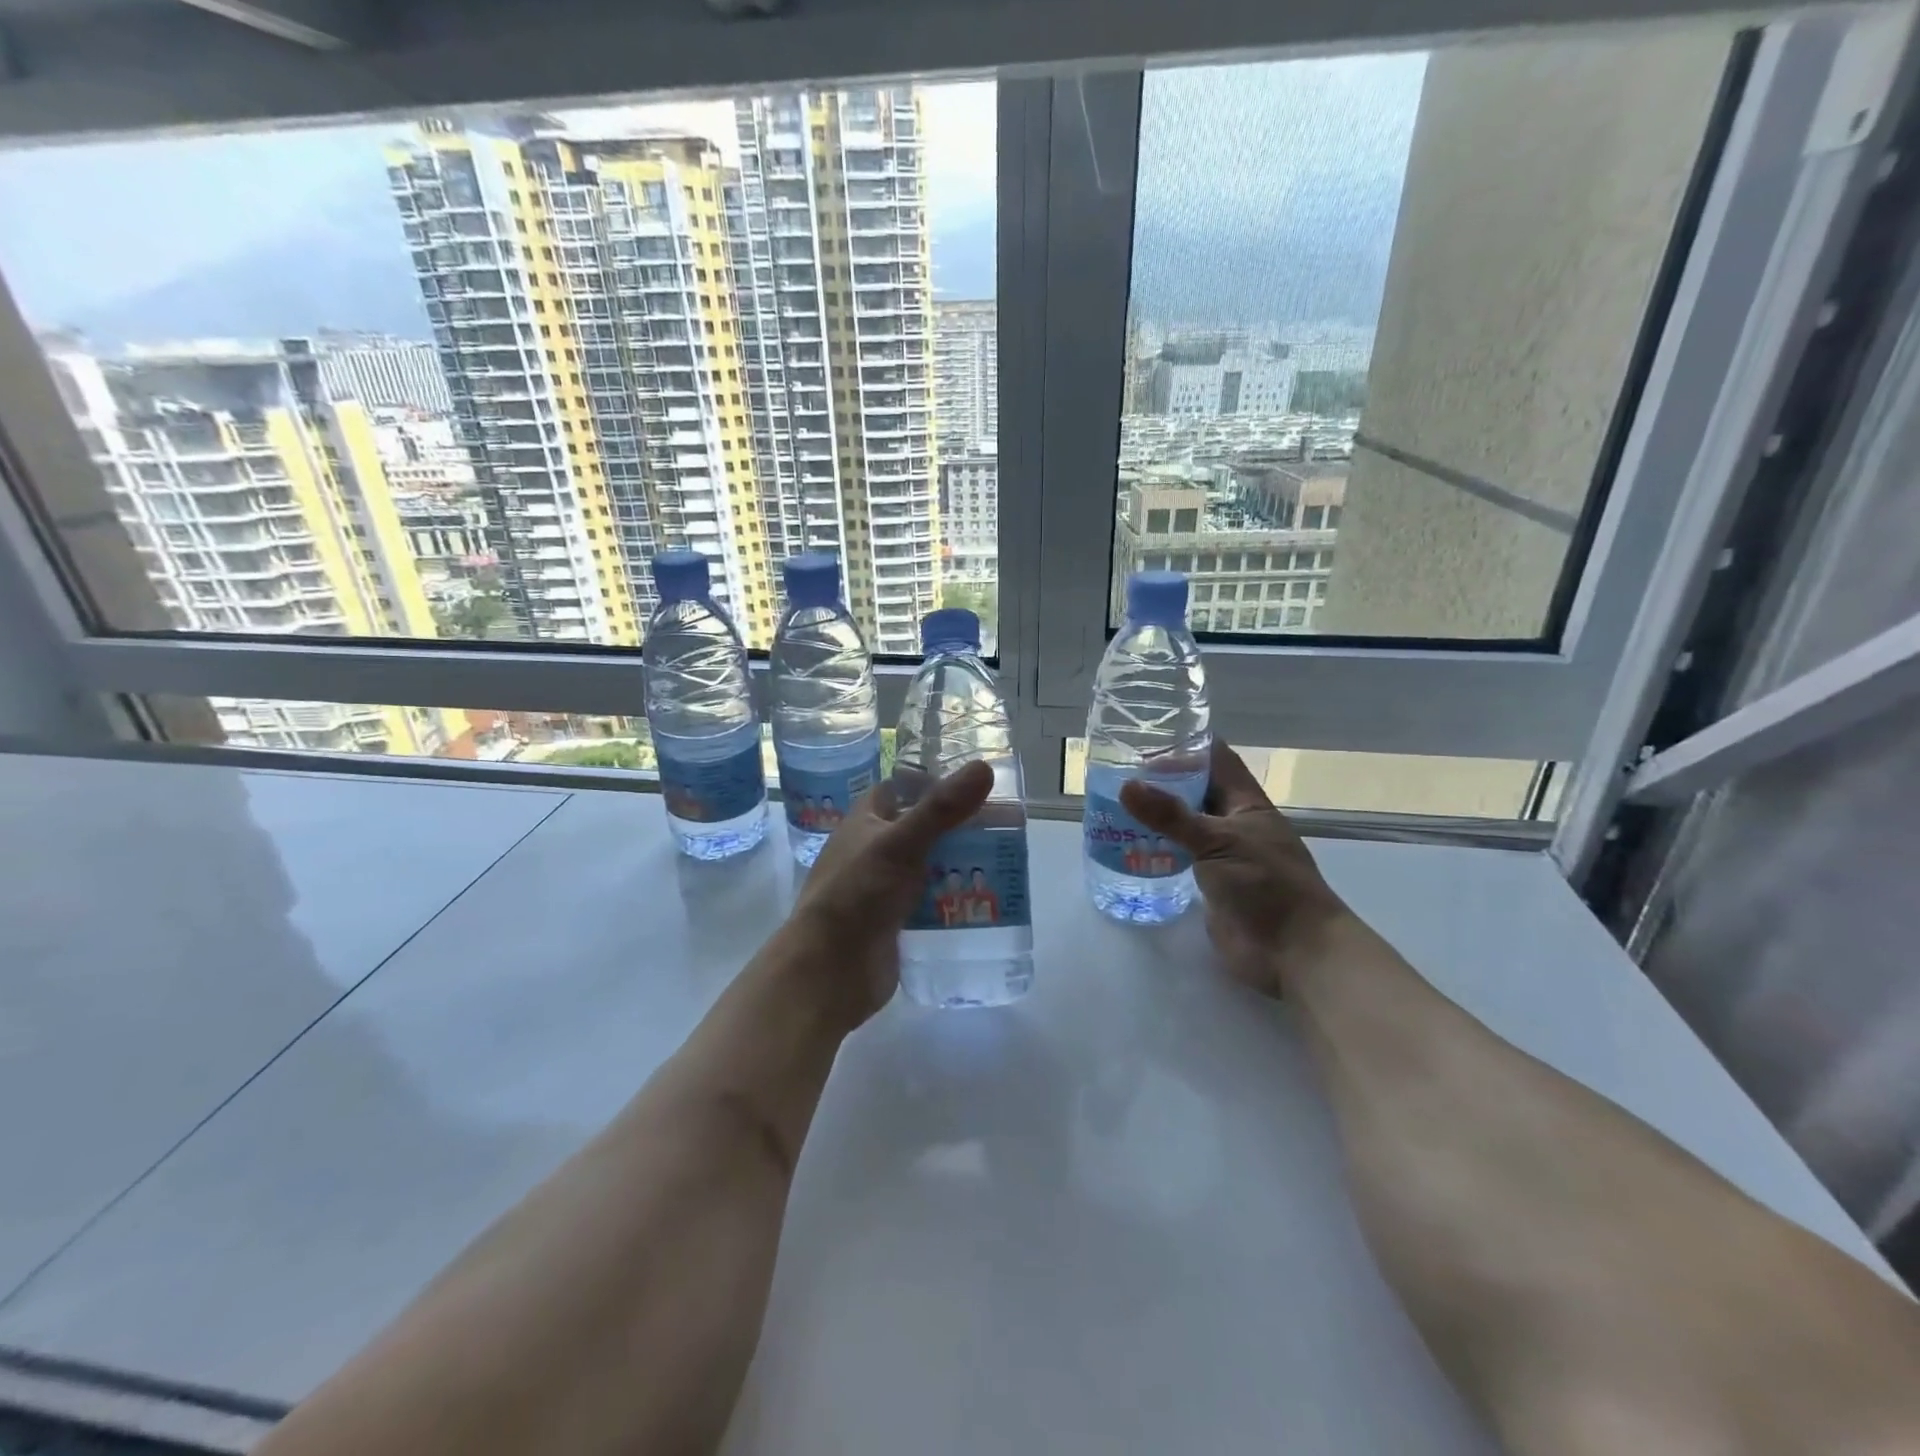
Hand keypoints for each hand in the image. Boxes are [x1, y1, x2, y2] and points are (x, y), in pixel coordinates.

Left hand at [783, 760, 993, 1023]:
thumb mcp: (900, 844)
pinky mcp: (894, 921)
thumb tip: (984, 767)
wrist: (830, 970)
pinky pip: (929, 903)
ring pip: (928, 868)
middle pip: (921, 830)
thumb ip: (942, 809)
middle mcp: (872, 851)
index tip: (973, 786)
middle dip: (956, 830)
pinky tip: (984, 901)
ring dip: (958, 866)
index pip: (899, 790)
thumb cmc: (858, 895)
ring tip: (1003, 864)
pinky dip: (952, 900)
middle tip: (1002, 830)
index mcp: (864, 823)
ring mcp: (883, 888)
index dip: (931, 784)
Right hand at [1120, 741, 1349, 997]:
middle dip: (1163, 781)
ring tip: (1113, 806)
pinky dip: (1157, 849)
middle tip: (1117, 773)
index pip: (1217, 761)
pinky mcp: (1211, 885)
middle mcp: (1234, 824)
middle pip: (1196, 792)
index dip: (1188, 746)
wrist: (1294, 952)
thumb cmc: (1267, 886)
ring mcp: (1223, 856)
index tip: (1147, 738)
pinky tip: (1127, 846)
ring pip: (1185, 826)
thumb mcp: (1218, 842)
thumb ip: (1172, 816)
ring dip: (1156, 817)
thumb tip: (1127, 786)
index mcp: (1246, 804)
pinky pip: (1179, 858)